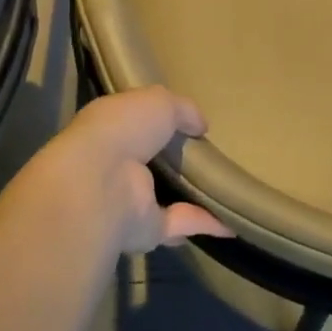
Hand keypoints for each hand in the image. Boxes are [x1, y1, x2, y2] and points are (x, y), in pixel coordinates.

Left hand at [53, 87, 234, 254]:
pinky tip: (232, 221)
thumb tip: (200, 126)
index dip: (158, 119)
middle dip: (173, 160)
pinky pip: (178, 223)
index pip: (134, 122)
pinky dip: (204, 223)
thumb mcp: (159, 101)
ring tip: (223, 188)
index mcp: (110, 128)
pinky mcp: (144, 229)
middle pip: (149, 161)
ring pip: (162, 196)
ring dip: (188, 195)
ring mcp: (128, 199)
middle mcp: (115, 164)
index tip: (189, 122)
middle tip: (209, 154)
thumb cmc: (124, 129)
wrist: (100, 184)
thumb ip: (183, 109)